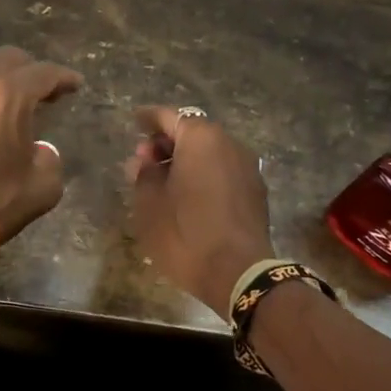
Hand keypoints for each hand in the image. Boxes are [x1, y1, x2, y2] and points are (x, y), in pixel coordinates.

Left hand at [0, 48, 83, 249]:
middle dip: (29, 69)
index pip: (43, 73)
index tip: (75, 84)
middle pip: (6, 58)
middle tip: (42, 89)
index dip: (63, 77)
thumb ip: (49, 159)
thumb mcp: (42, 187)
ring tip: (5, 96)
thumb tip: (39, 151)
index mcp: (8, 96)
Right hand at [125, 106, 274, 313]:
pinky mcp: (256, 191)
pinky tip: (189, 196)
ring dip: (186, 160)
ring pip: (209, 153)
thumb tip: (145, 162)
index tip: (134, 121)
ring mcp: (247, 167)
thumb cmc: (185, 233)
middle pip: (192, 132)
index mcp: (200, 138)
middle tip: (144, 162)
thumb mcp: (149, 204)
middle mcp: (228, 144)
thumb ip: (143, 174)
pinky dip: (204, 175)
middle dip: (166, 143)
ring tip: (164, 182)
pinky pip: (223, 171)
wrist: (238, 274)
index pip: (168, 116)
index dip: (148, 118)